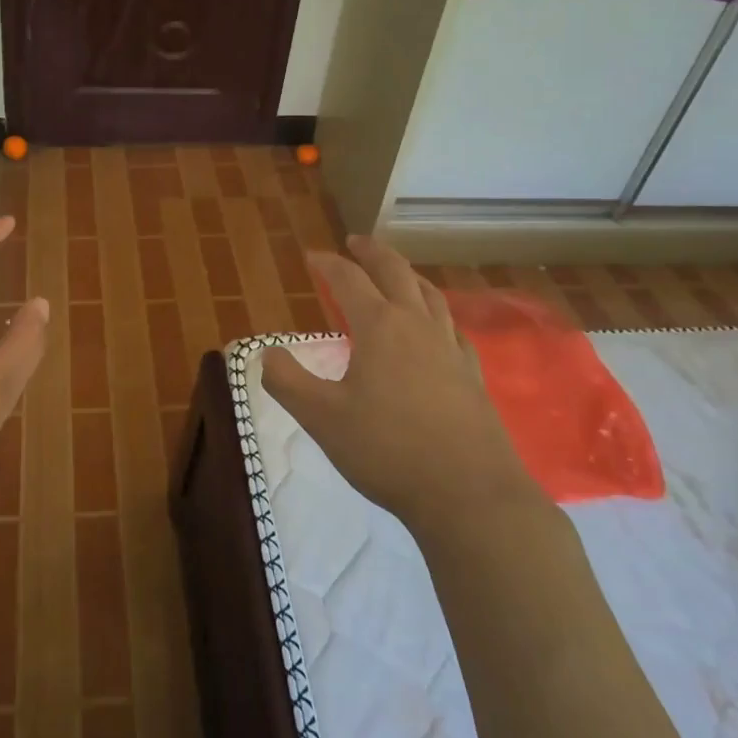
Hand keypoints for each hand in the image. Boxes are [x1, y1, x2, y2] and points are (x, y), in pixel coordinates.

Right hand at [261, 236, 541, 533]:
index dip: (328, 264)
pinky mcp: (472, 374)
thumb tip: (265, 353)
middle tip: (356, 242)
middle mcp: (418, 325)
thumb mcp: (322, 418)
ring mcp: (451, 348)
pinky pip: (452, 326)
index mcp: (380, 327)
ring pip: (430, 294)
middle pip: (396, 272)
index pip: (349, 280)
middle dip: (372, 253)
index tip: (311, 256)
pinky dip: (436, 311)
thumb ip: (288, 381)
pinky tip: (436, 327)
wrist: (468, 495)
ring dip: (407, 275)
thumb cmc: (387, 450)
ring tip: (396, 274)